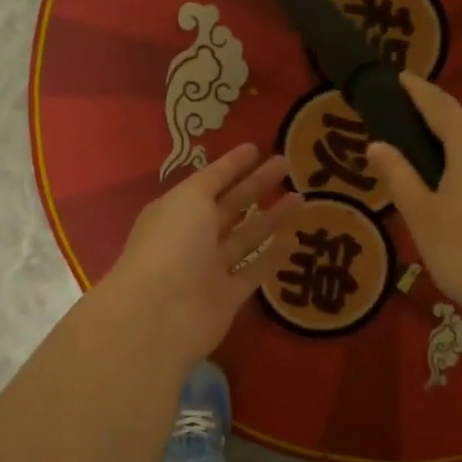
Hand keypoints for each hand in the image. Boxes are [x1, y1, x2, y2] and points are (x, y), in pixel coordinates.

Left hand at [99, 143, 300, 370]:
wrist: (160, 313)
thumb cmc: (172, 244)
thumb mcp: (189, 199)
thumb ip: (211, 183)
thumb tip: (225, 170)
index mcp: (177, 210)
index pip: (209, 181)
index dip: (231, 165)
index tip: (256, 148)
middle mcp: (192, 237)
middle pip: (230, 206)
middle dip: (256, 185)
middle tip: (287, 164)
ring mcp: (209, 268)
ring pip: (245, 237)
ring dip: (271, 217)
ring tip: (301, 196)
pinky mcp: (227, 297)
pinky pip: (254, 271)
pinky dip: (272, 256)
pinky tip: (294, 238)